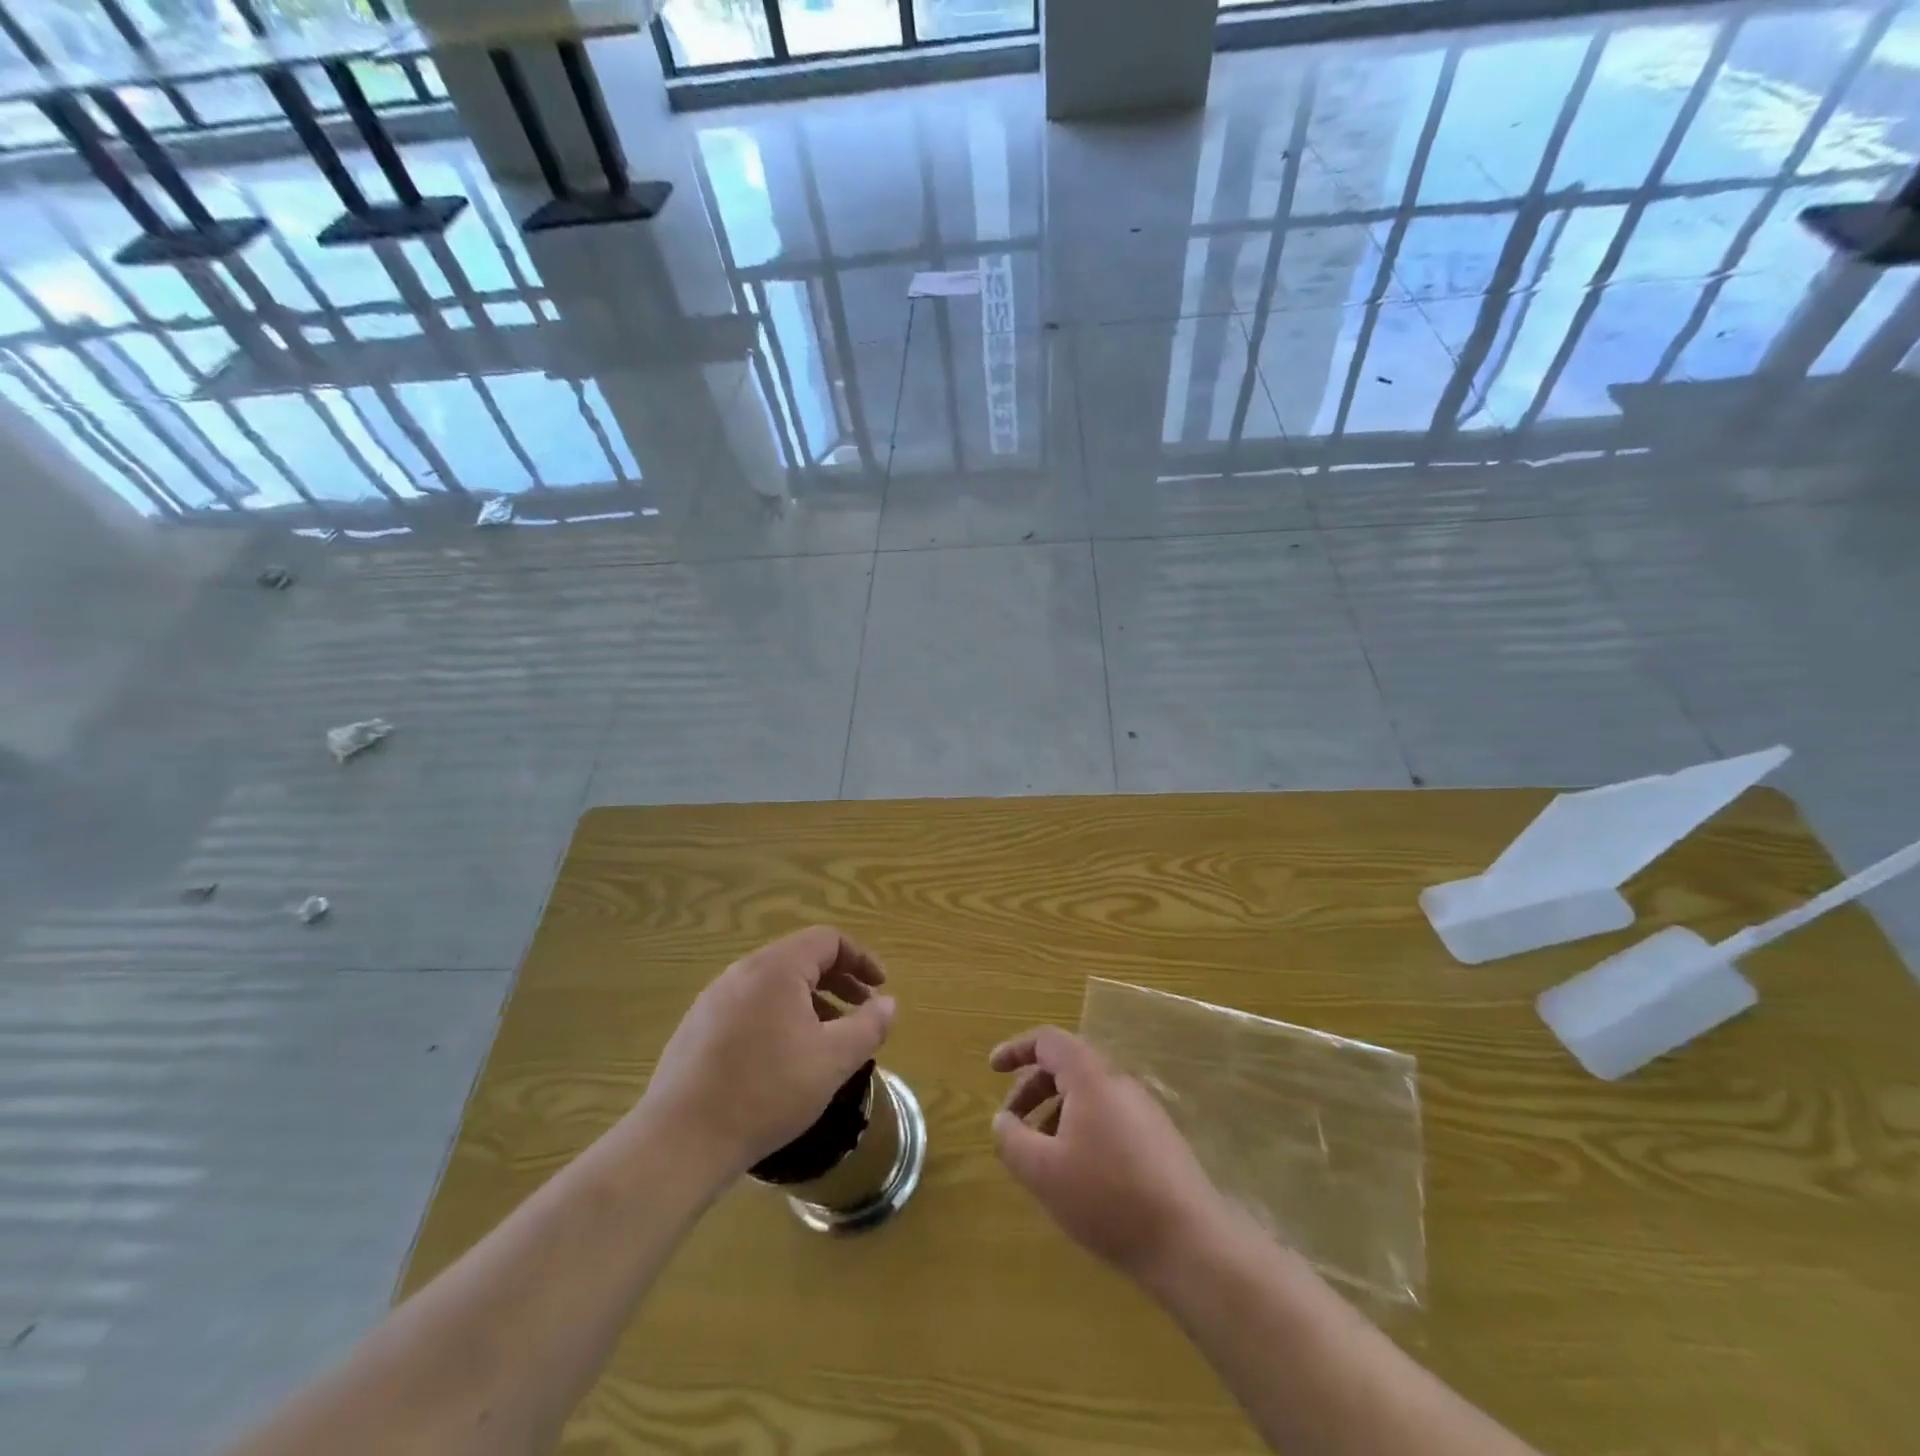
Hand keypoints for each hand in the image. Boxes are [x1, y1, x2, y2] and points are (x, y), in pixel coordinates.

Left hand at [641, 927, 895, 1180]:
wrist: (681, 1140)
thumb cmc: (767, 1092)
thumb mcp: (833, 1061)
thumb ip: (868, 1026)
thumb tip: (887, 1003)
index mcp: (776, 968)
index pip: (828, 940)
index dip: (861, 959)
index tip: (879, 988)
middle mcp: (742, 972)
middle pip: (800, 958)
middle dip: (838, 980)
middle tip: (861, 1009)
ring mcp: (714, 998)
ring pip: (774, 984)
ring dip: (810, 1000)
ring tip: (828, 1038)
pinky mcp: (697, 1027)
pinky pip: (750, 1006)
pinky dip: (780, 1016)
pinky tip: (784, 1058)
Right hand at [990, 1026, 1226, 1282]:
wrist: (1189, 1241)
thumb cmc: (1107, 1196)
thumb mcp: (1043, 1171)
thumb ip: (1012, 1139)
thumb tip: (1002, 1120)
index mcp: (1090, 1076)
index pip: (1048, 1040)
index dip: (1016, 1050)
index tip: (993, 1070)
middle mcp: (1119, 1081)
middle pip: (1068, 1066)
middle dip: (1033, 1088)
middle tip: (1012, 1123)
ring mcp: (1143, 1109)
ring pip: (1089, 1094)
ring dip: (1056, 1112)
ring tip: (1041, 1155)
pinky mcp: (1158, 1138)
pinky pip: (1109, 1116)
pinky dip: (1081, 1129)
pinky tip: (1078, 1173)